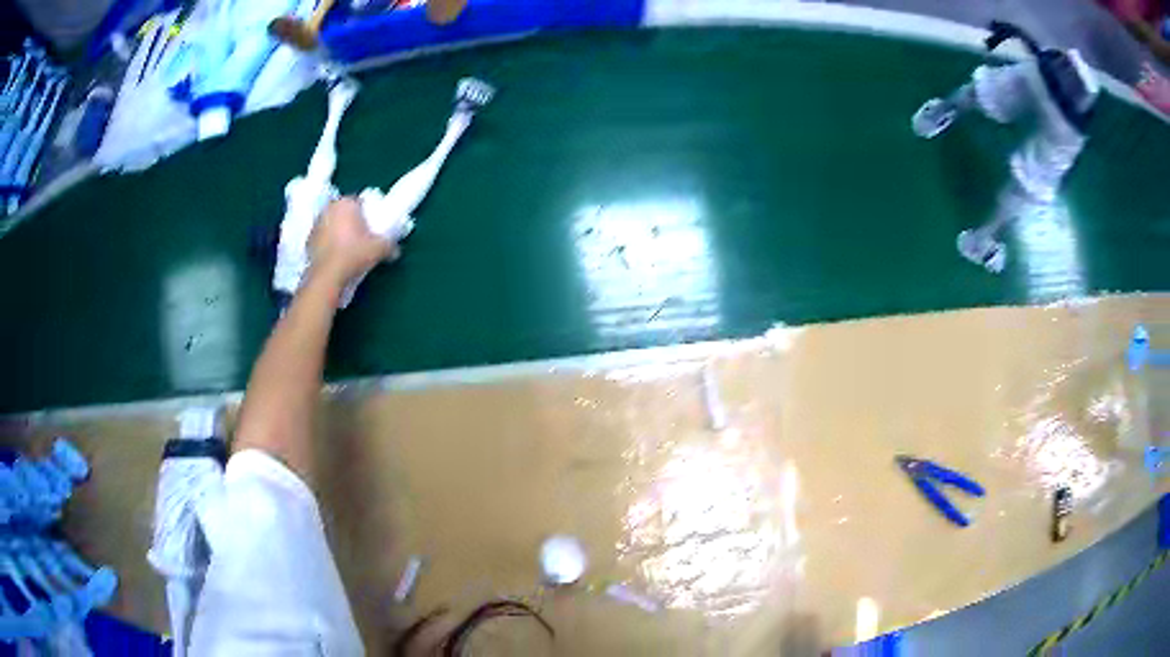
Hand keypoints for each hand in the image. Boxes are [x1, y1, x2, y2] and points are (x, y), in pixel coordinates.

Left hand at [309, 197, 398, 284]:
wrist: (327, 277)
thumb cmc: (353, 254)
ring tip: (349, 251)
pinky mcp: (308, 242)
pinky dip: (329, 246)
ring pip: (332, 225)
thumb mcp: (379, 249)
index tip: (372, 228)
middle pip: (344, 213)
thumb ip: (389, 245)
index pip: (360, 203)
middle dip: (352, 223)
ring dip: (339, 234)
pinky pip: (322, 240)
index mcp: (346, 203)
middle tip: (362, 238)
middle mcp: (328, 209)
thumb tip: (395, 250)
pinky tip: (337, 259)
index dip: (368, 215)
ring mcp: (315, 225)